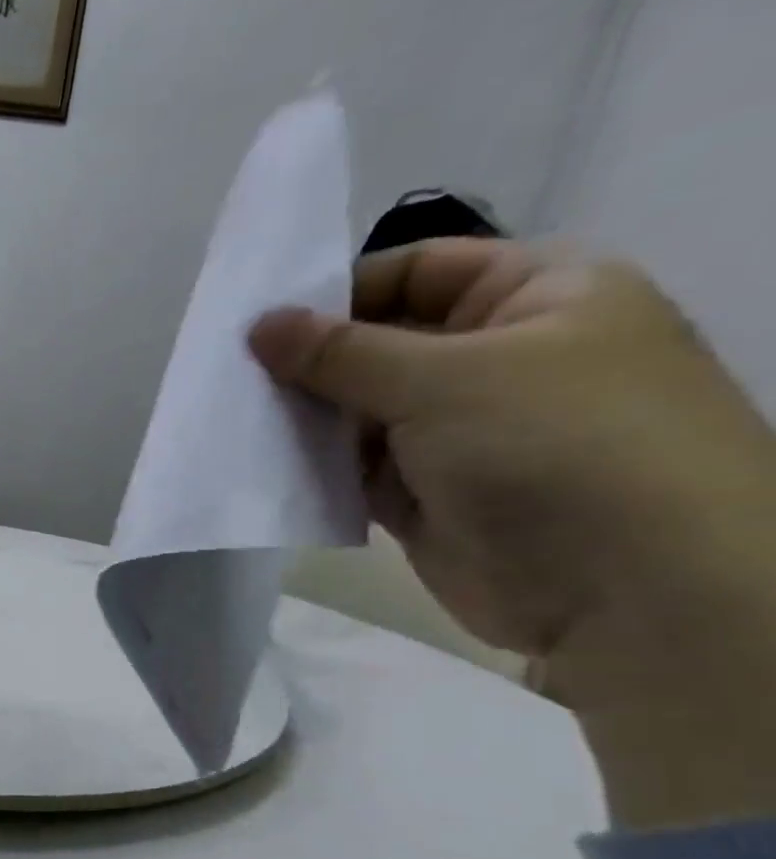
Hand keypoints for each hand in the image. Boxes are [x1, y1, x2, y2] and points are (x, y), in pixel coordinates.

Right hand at [251, 239, 775, 828]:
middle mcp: (496, 357)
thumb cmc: (551, 445)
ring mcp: (459, 431)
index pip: (416, 271)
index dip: (338, 293)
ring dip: (305, 418)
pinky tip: (262, 465)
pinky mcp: (427, 492)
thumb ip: (339, 352)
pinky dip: (315, 466)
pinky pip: (356, 467)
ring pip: (360, 410)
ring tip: (236, 422)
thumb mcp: (440, 378)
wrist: (626, 587)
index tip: (261, 327)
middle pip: (379, 344)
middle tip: (231, 378)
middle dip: (309, 362)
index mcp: (534, 296)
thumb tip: (259, 325)